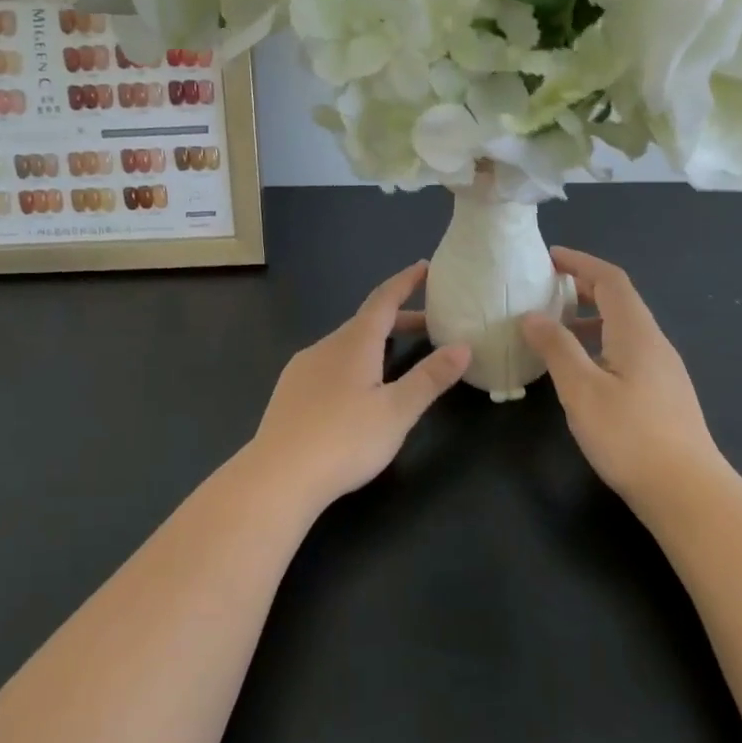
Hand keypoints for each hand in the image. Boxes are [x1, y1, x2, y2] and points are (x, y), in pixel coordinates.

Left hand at [247, 261, 470, 511]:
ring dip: (375, 342)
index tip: (425, 266)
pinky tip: (356, 389)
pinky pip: (328, 362)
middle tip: (430, 326)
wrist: (277, 476)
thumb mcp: (397, 411)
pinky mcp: (290, 391)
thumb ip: (430, 378)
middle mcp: (326, 346)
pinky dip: (353, 361)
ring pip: (346, 343)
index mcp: (354, 343)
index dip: (405, 282)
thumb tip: (463, 346)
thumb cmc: (344, 440)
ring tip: (398, 357)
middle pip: (366, 322)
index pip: (383, 300)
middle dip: (399, 319)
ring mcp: (303, 367)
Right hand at [522, 247, 723, 509]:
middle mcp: (654, 343)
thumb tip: (532, 316)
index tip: (548, 258)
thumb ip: (556, 347)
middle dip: (581, 288)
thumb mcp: (581, 389)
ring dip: (588, 318)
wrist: (689, 494)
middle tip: (543, 291)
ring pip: (622, 328)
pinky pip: (627, 351)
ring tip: (553, 330)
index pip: (610, 279)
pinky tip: (580, 370)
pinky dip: (599, 344)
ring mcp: (663, 370)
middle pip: (618, 300)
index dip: (579, 263)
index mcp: (636, 332)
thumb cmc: (630, 436)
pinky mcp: (663, 394)